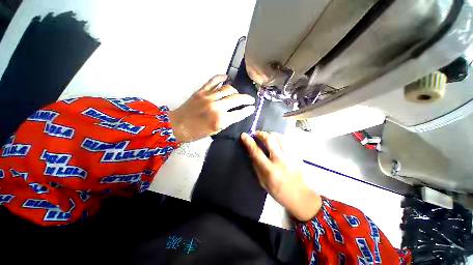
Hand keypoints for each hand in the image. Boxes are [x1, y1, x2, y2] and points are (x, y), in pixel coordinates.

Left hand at [168, 75, 255, 141]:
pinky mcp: (201, 91)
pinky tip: (226, 77)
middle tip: (251, 99)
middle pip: (236, 99)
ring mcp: (209, 96)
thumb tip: (235, 114)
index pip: (239, 113)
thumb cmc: (197, 132)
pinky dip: (221, 78)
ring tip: (238, 93)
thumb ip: (227, 121)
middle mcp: (217, 106)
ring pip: (227, 89)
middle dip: (246, 99)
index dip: (248, 110)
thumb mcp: (215, 131)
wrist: (178, 125)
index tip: (252, 108)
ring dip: (236, 90)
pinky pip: (213, 81)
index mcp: (221, 119)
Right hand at [241, 131, 321, 221]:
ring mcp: (290, 156)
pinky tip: (275, 140)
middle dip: (261, 133)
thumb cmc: (278, 191)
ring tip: (266, 135)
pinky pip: (287, 141)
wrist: (300, 196)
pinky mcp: (296, 155)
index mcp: (269, 170)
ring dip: (270, 133)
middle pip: (270, 140)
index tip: (244, 135)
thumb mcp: (262, 181)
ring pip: (280, 137)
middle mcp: (280, 160)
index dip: (249, 142)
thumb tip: (251, 152)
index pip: (256, 151)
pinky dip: (279, 138)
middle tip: (256, 134)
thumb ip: (256, 165)